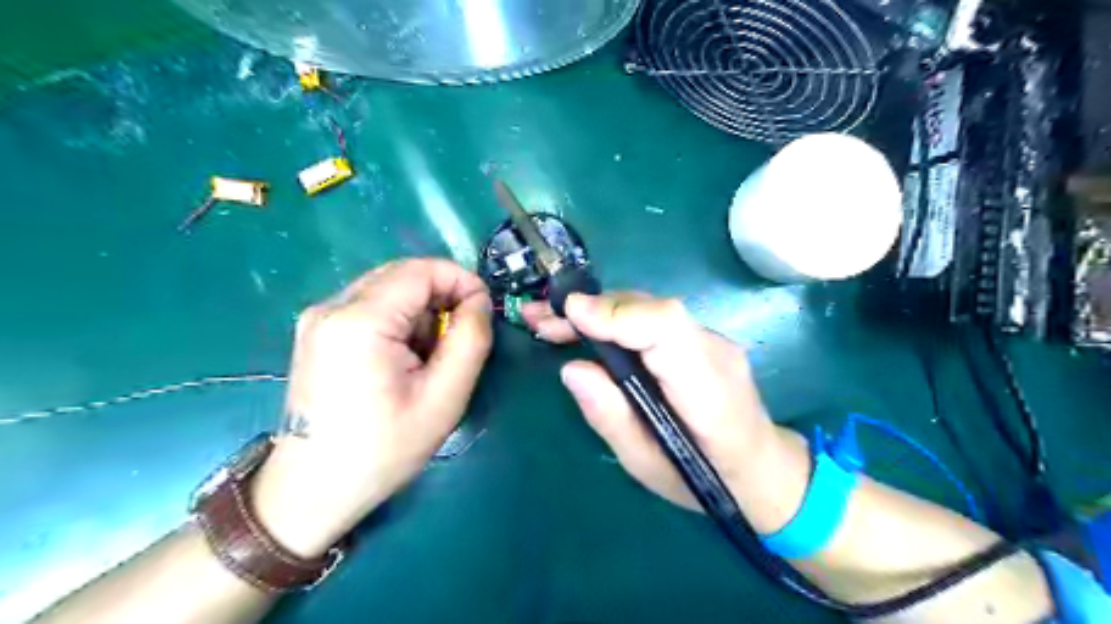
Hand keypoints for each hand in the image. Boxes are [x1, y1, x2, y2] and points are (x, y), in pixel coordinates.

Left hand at [256, 257, 494, 555]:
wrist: (311, 491)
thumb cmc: (383, 449)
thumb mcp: (444, 397)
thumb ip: (470, 339)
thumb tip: (478, 300)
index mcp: (359, 320)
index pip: (421, 270)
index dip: (461, 281)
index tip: (483, 312)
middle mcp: (331, 307)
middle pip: (402, 275)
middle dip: (441, 296)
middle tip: (459, 337)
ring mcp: (319, 318)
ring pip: (388, 289)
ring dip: (420, 311)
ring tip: (428, 357)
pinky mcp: (317, 332)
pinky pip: (370, 306)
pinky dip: (398, 322)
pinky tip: (402, 359)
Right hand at [521, 292, 809, 529]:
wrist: (760, 467)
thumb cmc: (704, 479)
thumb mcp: (646, 466)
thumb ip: (611, 417)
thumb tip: (572, 368)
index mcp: (707, 389)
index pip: (666, 328)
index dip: (616, 314)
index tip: (570, 315)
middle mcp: (713, 350)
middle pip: (651, 310)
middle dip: (593, 309)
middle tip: (540, 317)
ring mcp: (711, 339)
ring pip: (649, 308)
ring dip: (598, 309)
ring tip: (550, 320)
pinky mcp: (700, 338)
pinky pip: (653, 318)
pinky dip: (614, 317)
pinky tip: (585, 325)